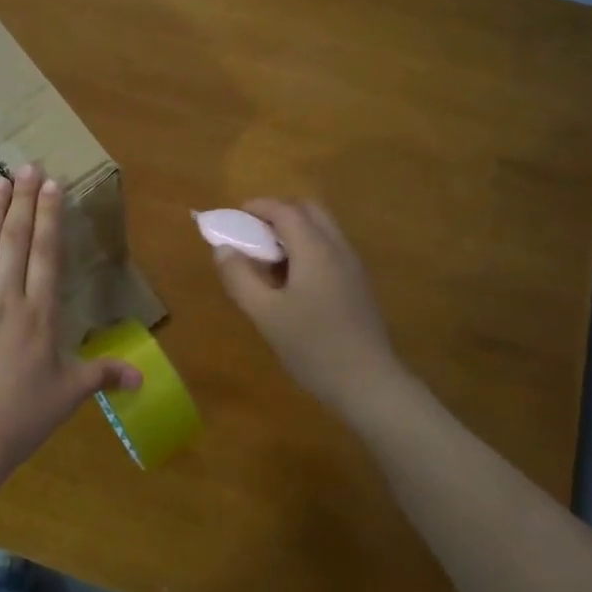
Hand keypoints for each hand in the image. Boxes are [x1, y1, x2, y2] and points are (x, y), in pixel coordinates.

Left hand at [0, 165, 140, 467]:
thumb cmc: (22, 417)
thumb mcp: (68, 395)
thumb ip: (103, 375)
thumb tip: (142, 377)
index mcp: (39, 314)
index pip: (47, 254)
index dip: (50, 216)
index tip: (53, 185)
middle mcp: (5, 299)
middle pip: (16, 240)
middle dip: (24, 200)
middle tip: (28, 166)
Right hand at [212, 199, 403, 417]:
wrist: (368, 383)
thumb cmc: (312, 346)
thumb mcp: (265, 314)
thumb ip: (240, 277)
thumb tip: (223, 249)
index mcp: (315, 249)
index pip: (285, 210)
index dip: (257, 207)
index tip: (233, 217)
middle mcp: (338, 249)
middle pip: (309, 211)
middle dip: (277, 213)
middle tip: (251, 234)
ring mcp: (352, 267)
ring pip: (322, 230)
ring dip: (293, 232)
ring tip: (266, 260)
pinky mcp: (358, 286)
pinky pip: (329, 251)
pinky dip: (306, 249)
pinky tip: (290, 282)